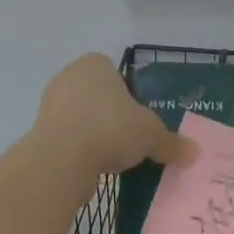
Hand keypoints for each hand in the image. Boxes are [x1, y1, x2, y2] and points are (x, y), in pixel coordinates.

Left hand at [32, 54, 195, 183]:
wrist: (61, 159)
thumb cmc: (111, 128)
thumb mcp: (151, 135)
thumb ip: (171, 142)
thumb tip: (194, 153)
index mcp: (95, 64)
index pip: (116, 73)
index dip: (130, 95)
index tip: (140, 119)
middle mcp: (69, 76)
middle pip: (98, 96)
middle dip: (112, 116)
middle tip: (130, 139)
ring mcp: (50, 105)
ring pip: (81, 118)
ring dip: (95, 135)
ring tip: (114, 159)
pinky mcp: (39, 133)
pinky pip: (67, 140)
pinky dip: (80, 152)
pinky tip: (94, 169)